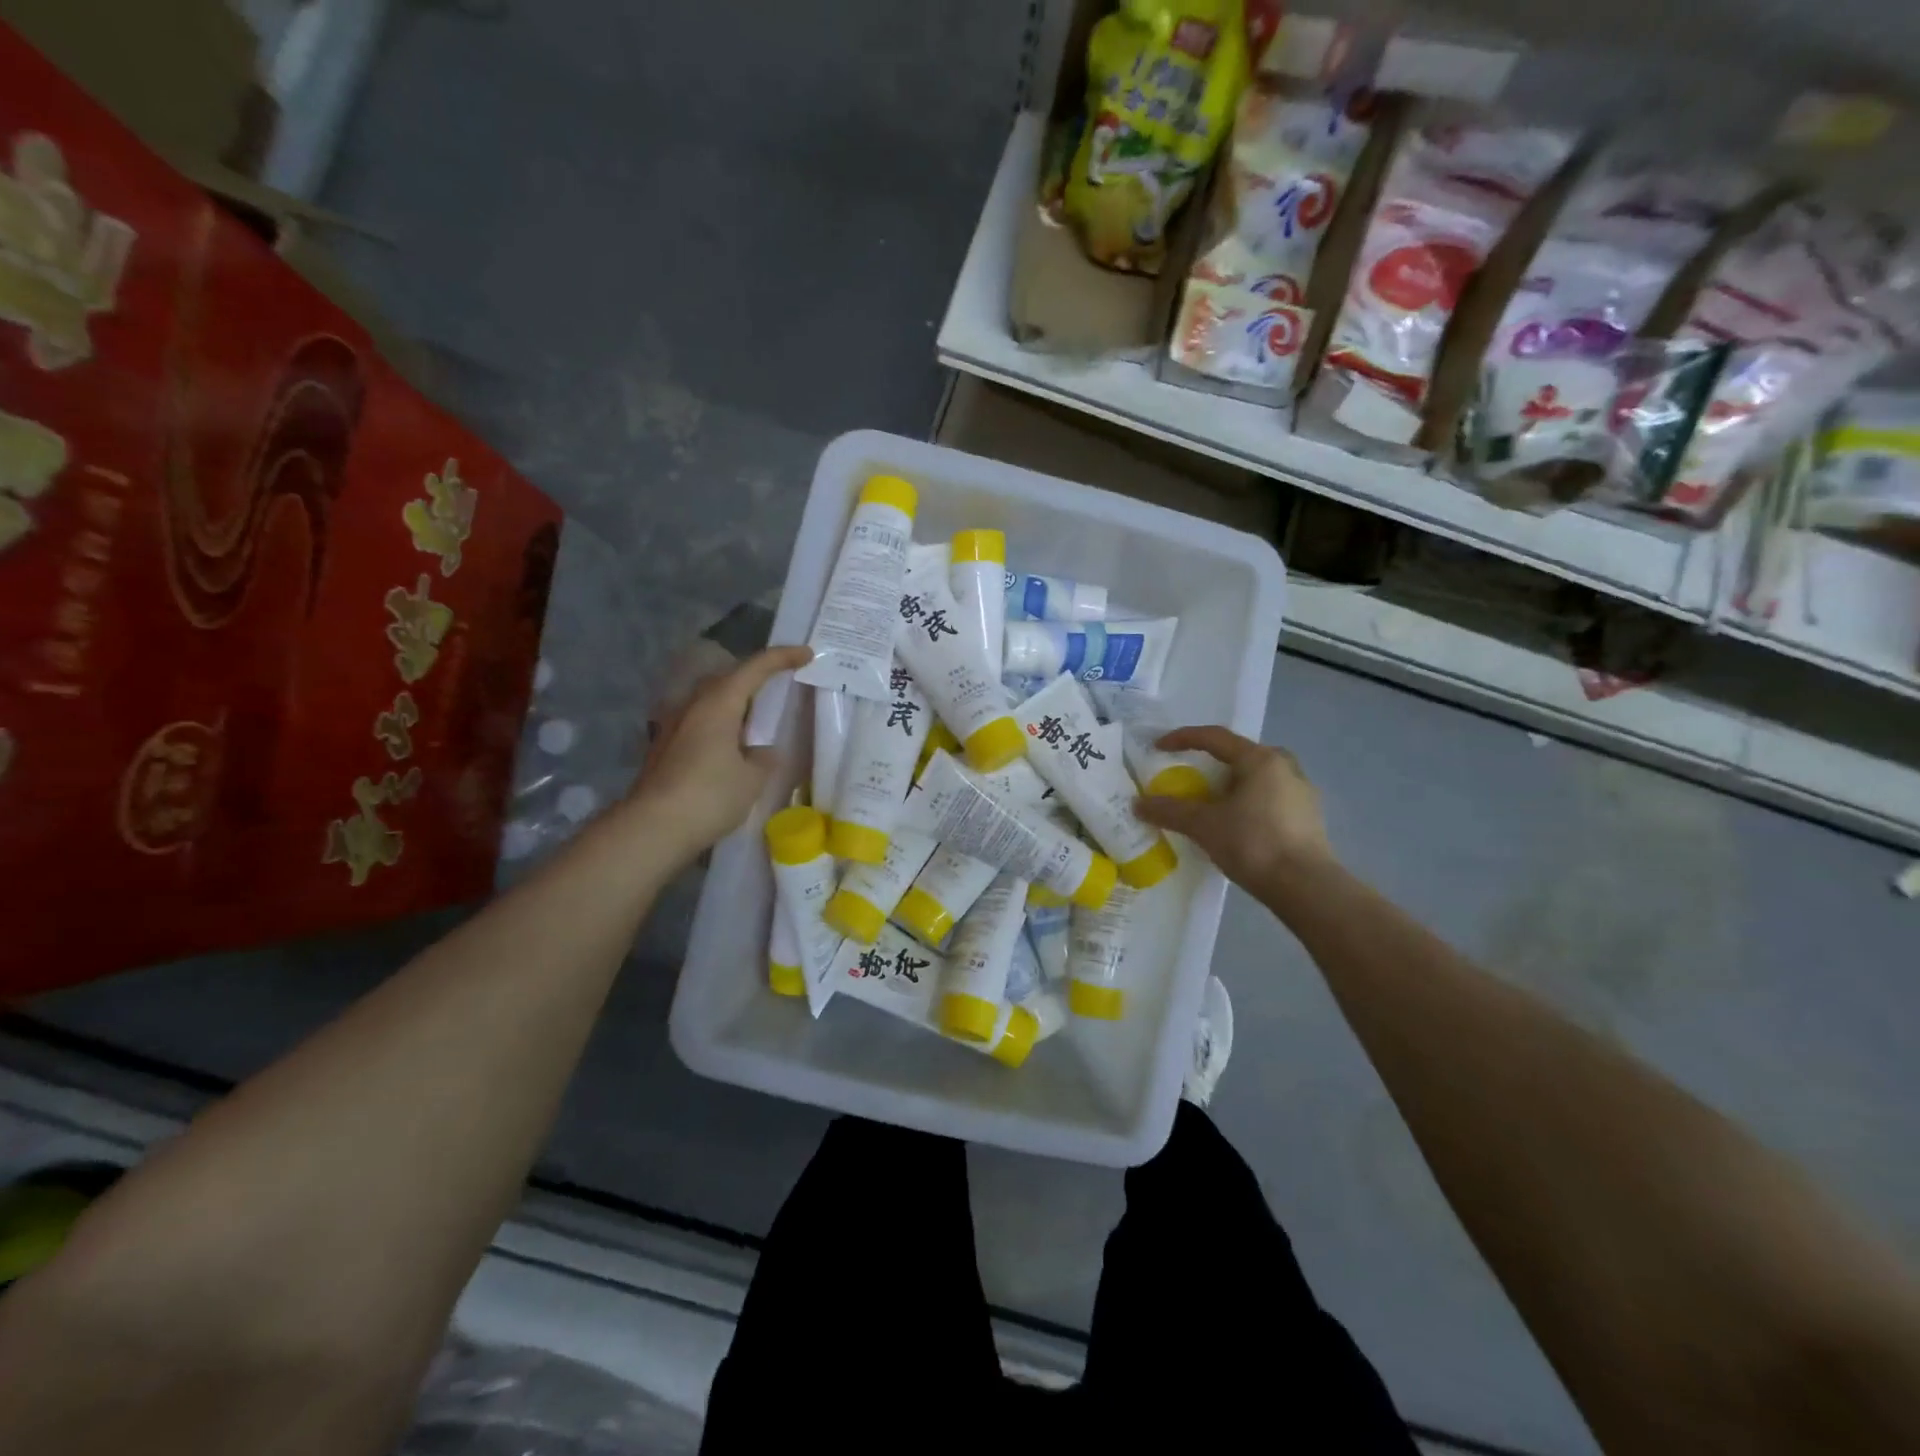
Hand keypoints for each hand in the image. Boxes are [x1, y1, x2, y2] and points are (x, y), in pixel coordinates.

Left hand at [622, 644, 811, 863]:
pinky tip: (731, 745)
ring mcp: (674, 726)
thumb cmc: (709, 796)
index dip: (782, 658)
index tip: (806, 654)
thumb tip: (761, 752)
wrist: (652, 828)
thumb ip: (763, 758)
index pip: (754, 668)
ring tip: (757, 717)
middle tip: (780, 684)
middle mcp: (692, 705)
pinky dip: (721, 723)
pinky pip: (700, 722)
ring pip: (710, 700)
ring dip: (735, 702)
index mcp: (718, 703)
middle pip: (727, 678)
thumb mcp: (752, 779)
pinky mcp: (665, 747)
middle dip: (755, 677)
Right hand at [1134, 726, 1336, 900]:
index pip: (1215, 738)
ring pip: (1257, 778)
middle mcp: (1285, 767)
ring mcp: (1301, 792)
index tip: (1158, 747)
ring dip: (1230, 784)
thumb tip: (1138, 804)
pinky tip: (1235, 823)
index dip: (1183, 739)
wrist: (1306, 888)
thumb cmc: (1253, 844)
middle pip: (1239, 755)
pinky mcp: (1308, 817)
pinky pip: (1269, 798)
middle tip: (1190, 775)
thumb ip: (1170, 811)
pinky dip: (1247, 802)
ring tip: (1210, 803)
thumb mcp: (1204, 826)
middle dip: (1211, 762)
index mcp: (1261, 759)